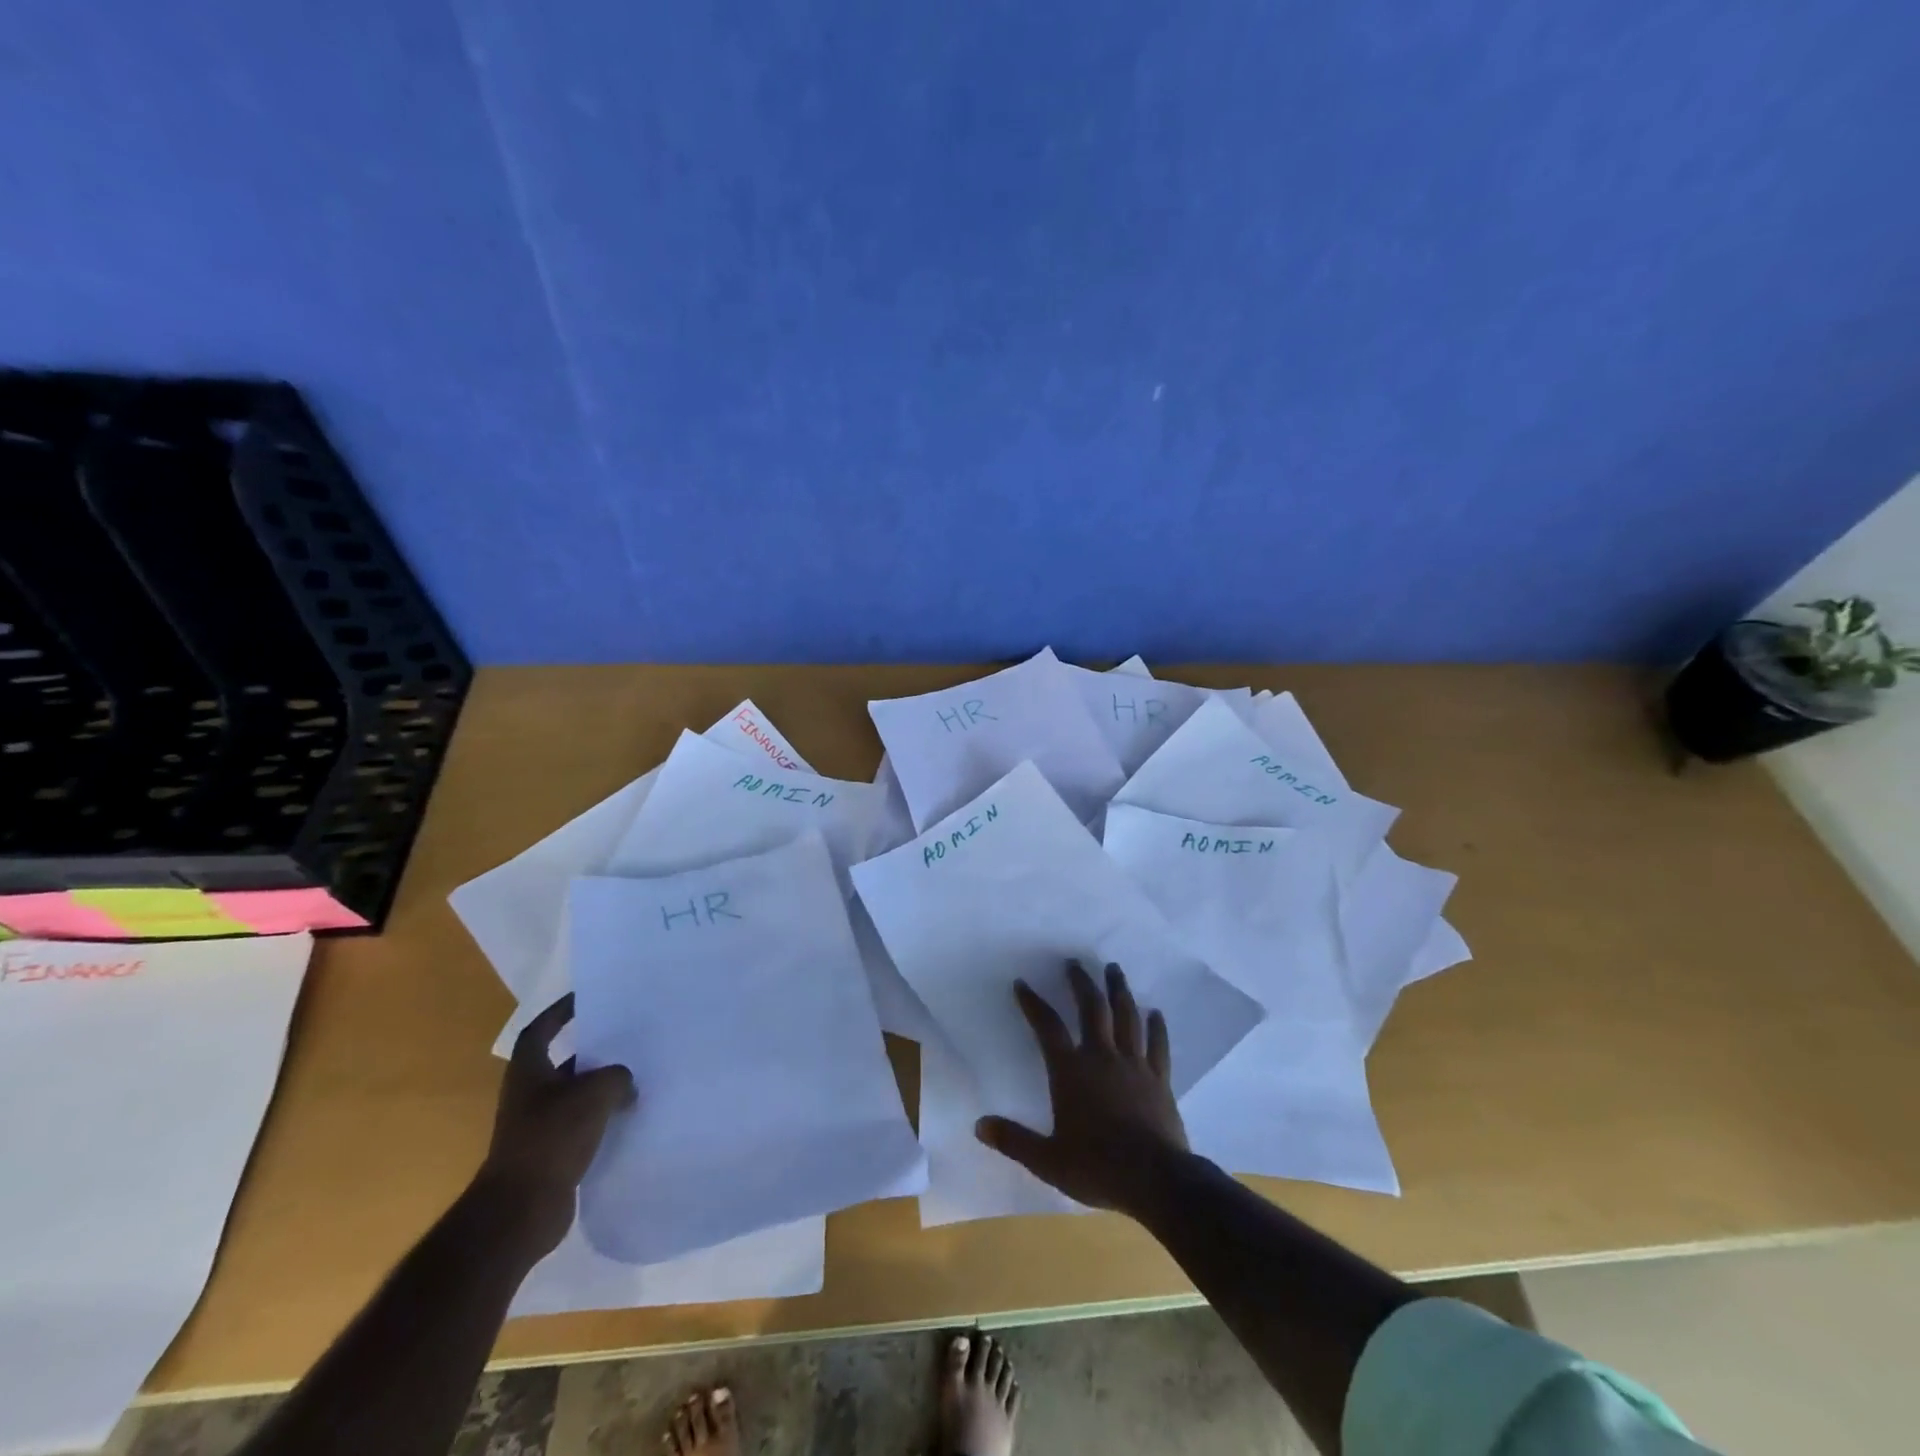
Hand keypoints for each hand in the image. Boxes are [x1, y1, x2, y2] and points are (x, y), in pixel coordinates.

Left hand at [476, 994, 635, 1256]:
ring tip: (637, 1076)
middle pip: (563, 1062)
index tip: (587, 998)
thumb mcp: (595, 1093)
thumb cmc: (551, 1137)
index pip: (541, 1029)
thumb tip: (627, 1085)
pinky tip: (629, 1117)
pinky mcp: (550, 1155)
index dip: (560, 1012)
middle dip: (592, 1050)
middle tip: (627, 1037)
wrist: (520, 1210)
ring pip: (575, 1095)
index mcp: (528, 1071)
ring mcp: (537, 1127)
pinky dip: (602, 1119)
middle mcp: (529, 1095)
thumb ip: (618, 1077)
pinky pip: (582, 1126)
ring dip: (601, 1087)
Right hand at [975, 961, 1189, 1215]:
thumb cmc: (1097, 1167)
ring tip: (1114, 969)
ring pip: (1126, 1017)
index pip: (1047, 1027)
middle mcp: (1102, 1057)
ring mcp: (1134, 1065)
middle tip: (1075, 962)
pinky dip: (1157, 1027)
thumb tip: (979, 1126)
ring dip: (1118, 990)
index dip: (1033, 1003)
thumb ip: (1013, 1140)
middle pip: (1091, 1008)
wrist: (1156, 1180)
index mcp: (1071, 1071)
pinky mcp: (1159, 1079)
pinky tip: (1156, 1013)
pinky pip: (1157, 1045)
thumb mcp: (1048, 1160)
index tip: (1022, 984)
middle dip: (1081, 982)